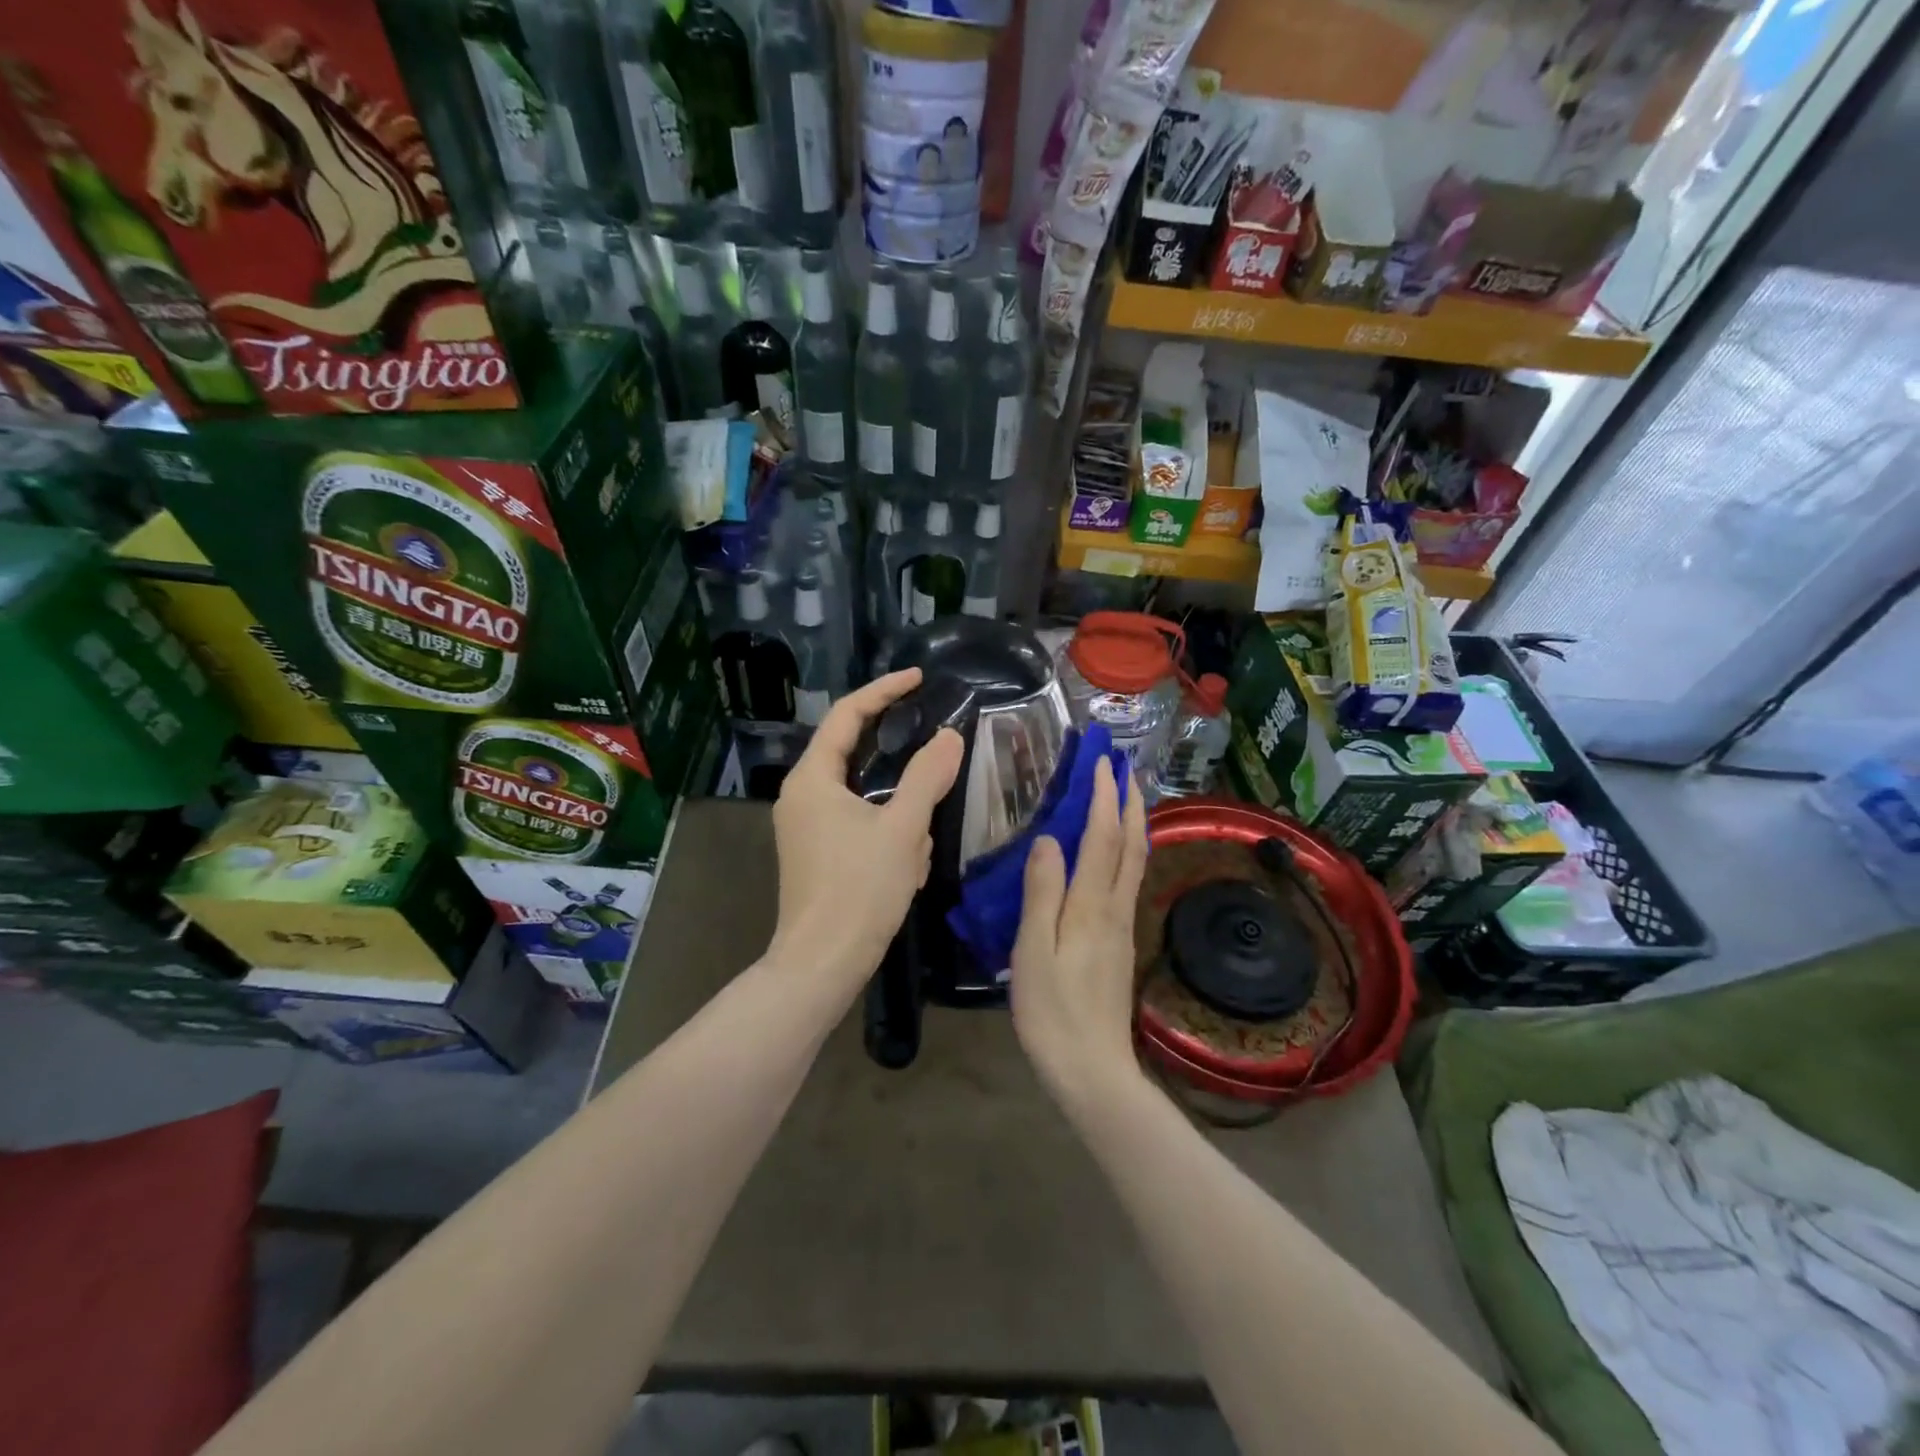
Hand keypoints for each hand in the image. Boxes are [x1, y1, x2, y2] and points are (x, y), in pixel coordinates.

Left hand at [769, 668, 963, 994]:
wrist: (822, 965)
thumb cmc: (860, 891)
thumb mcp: (903, 830)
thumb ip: (927, 777)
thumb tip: (949, 737)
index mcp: (812, 779)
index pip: (847, 715)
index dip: (884, 691)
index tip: (918, 678)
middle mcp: (801, 796)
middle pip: (853, 755)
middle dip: (899, 766)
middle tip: (935, 760)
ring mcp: (805, 827)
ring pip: (864, 798)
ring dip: (898, 814)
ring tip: (918, 849)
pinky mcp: (816, 853)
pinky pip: (859, 825)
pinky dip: (888, 835)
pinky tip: (907, 867)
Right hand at [1009, 757, 1149, 1114]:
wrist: (1093, 1070)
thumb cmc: (1052, 1013)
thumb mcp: (1032, 953)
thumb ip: (1041, 894)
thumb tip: (1049, 839)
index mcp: (1091, 907)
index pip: (1102, 838)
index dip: (1103, 798)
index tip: (1102, 762)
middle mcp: (1115, 908)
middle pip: (1131, 845)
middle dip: (1129, 802)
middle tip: (1124, 767)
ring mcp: (1123, 925)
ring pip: (1135, 861)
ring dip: (1132, 823)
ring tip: (1125, 796)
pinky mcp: (1121, 941)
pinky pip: (1128, 880)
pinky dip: (1127, 850)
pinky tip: (1116, 851)